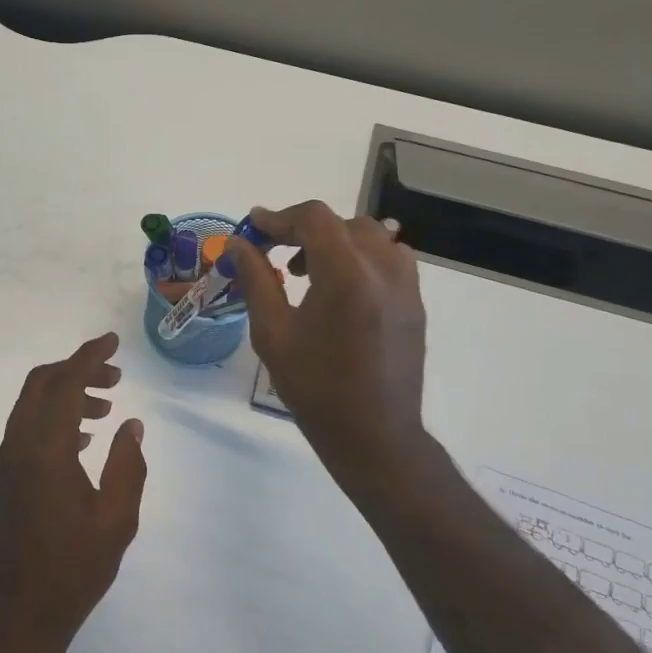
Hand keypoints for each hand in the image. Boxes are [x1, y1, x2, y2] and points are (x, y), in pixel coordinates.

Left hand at [0, 333, 146, 652]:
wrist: (15, 617)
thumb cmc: (72, 570)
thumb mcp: (115, 520)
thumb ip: (126, 465)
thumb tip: (131, 426)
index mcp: (44, 449)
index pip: (64, 383)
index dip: (89, 356)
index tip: (112, 341)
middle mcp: (18, 445)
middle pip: (41, 384)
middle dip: (77, 370)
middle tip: (115, 377)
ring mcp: (5, 462)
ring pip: (32, 406)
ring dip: (66, 396)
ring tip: (105, 409)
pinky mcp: (3, 479)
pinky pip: (27, 429)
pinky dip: (53, 419)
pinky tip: (82, 441)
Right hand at [231, 201, 434, 502]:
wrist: (374, 435)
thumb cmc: (315, 388)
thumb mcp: (273, 333)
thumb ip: (256, 279)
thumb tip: (237, 244)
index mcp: (347, 275)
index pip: (315, 219)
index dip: (279, 218)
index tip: (254, 229)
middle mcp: (384, 269)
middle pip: (342, 223)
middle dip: (304, 230)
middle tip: (274, 254)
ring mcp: (407, 285)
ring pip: (370, 237)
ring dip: (334, 242)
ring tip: (307, 272)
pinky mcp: (415, 302)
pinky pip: (389, 259)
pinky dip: (360, 258)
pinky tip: (339, 290)